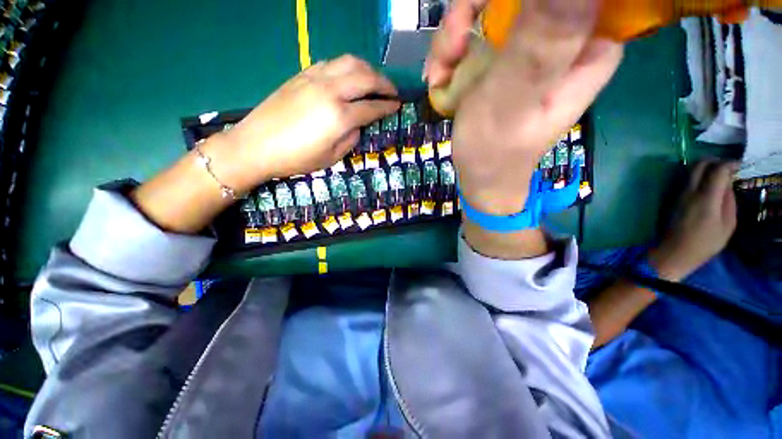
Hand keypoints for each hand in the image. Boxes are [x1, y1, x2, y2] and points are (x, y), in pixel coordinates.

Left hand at [216, 55, 399, 192]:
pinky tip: (348, 77)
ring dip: (367, 69)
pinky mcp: (302, 75)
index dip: (387, 107)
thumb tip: (358, 125)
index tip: (397, 106)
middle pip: (366, 77)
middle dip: (384, 83)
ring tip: (374, 80)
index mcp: (339, 116)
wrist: (255, 145)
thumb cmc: (296, 159)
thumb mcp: (331, 157)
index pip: (371, 107)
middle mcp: (330, 91)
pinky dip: (346, 67)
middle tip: (392, 91)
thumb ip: (350, 139)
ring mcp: (315, 79)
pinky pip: (331, 63)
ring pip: (349, 62)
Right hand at [424, 0, 622, 214]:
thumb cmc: (494, 150)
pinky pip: (478, 30)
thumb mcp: (512, 99)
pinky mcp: (509, 55)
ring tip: (440, 75)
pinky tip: (441, 77)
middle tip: (450, 50)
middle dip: (474, 13)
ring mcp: (535, 43)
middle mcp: (569, 35)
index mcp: (590, 45)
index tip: (476, 18)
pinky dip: (452, 51)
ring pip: (492, 7)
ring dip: (455, 37)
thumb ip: (539, 43)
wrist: (481, 175)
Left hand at [650, 161, 737, 280]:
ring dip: (705, 168)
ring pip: (691, 171)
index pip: (717, 170)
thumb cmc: (705, 243)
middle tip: (727, 167)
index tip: (739, 165)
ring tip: (719, 175)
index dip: (729, 164)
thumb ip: (728, 201)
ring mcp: (679, 195)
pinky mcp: (673, 199)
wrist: (675, 251)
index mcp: (706, 198)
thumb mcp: (727, 225)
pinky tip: (707, 184)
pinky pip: (686, 181)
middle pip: (699, 165)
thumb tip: (728, 184)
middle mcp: (689, 192)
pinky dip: (698, 176)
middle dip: (715, 160)